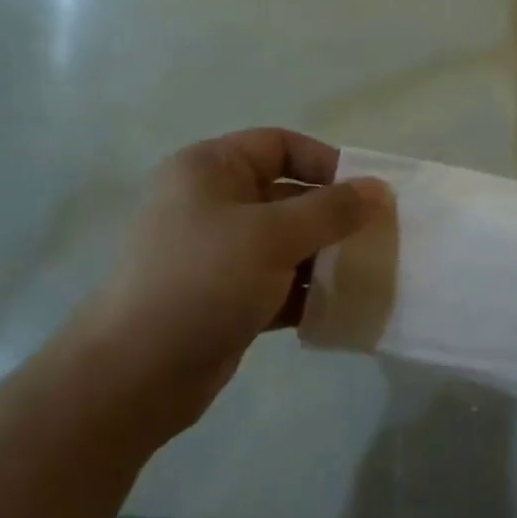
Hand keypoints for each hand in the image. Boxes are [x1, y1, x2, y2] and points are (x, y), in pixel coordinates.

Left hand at [62, 130, 386, 439]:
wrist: (136, 372)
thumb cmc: (204, 280)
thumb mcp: (274, 235)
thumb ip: (332, 210)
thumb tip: (380, 189)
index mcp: (210, 169)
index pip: (280, 145)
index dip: (326, 163)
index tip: (367, 194)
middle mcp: (211, 203)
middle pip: (286, 195)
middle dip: (332, 216)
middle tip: (378, 237)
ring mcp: (215, 253)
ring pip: (284, 242)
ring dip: (323, 257)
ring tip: (366, 273)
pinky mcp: (223, 296)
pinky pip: (275, 282)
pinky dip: (304, 292)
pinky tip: (338, 308)